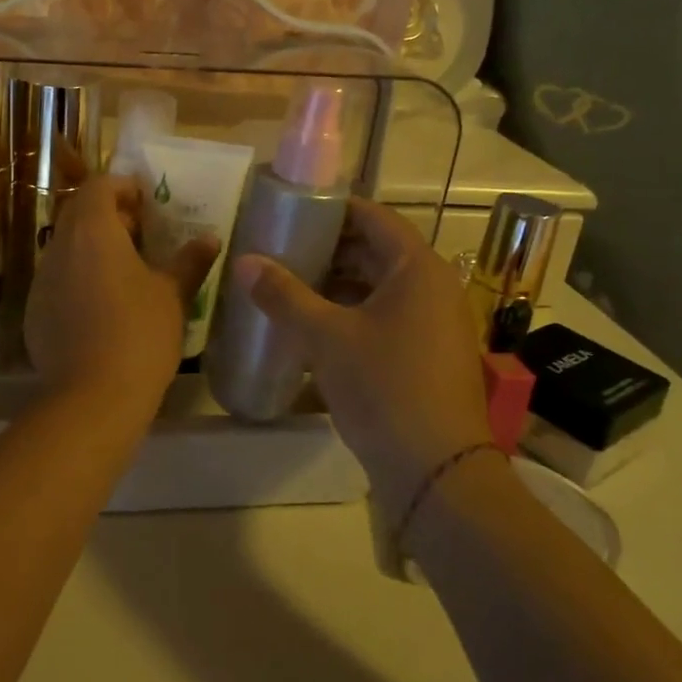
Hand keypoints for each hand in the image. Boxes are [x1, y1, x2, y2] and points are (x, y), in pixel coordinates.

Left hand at [25, 175, 218, 411]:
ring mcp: (42, 281)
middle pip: (78, 213)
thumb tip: (210, 239)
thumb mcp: (172, 295)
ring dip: (92, 247)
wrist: (92, 397)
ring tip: (125, 269)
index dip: (122, 186)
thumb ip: (190, 261)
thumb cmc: (139, 333)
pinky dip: (79, 277)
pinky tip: (103, 305)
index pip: (98, 186)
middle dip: (108, 214)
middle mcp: (60, 247)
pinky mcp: (35, 312)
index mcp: (93, 231)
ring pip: (66, 247)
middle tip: (141, 233)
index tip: (146, 201)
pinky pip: (58, 279)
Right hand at [233, 199, 489, 524]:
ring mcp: (434, 322)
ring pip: (378, 286)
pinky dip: (351, 313)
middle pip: (375, 250)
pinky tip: (314, 327)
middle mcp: (433, 286)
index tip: (289, 211)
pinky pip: (386, 316)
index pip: (372, 216)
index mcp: (417, 268)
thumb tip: (244, 261)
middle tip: (279, 251)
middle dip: (327, 250)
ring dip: (336, 284)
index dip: (330, 210)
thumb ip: (283, 295)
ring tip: (288, 287)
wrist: (437, 472)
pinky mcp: (428, 353)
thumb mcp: (326, 337)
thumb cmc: (384, 388)